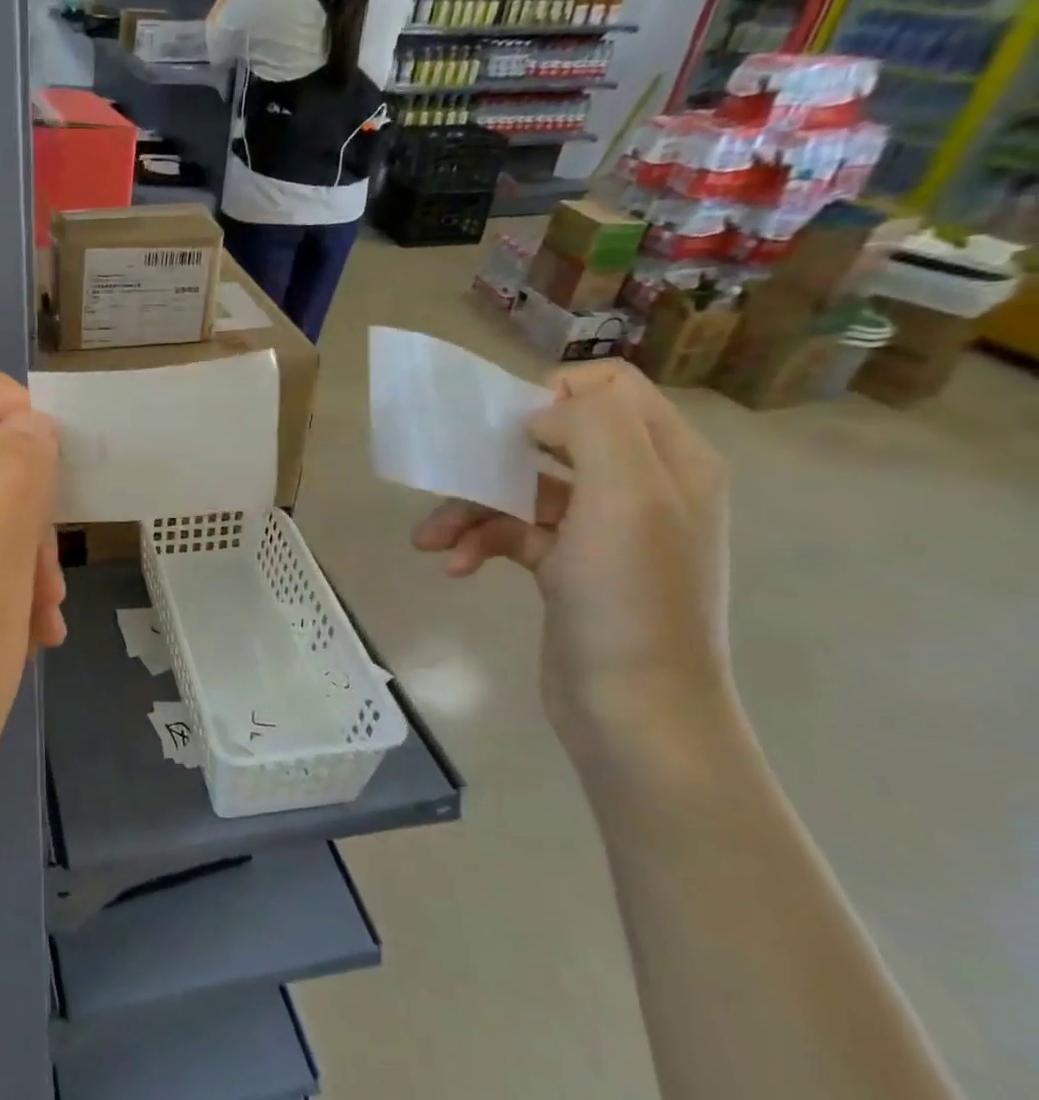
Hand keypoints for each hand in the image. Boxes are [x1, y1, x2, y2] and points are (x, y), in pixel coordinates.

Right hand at [412, 361, 738, 788]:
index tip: (507, 429)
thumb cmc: (632, 599)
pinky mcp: (565, 566)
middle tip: (452, 473)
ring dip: (471, 507)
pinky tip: (455, 567)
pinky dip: (479, 543)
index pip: (610, 388)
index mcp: (668, 458)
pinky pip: (513, 533)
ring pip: (523, 488)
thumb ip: (592, 425)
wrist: (634, 711)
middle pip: (554, 437)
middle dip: (495, 457)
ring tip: (430, 539)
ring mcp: (600, 529)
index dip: (553, 394)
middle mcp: (638, 485)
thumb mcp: (627, 494)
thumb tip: (540, 413)